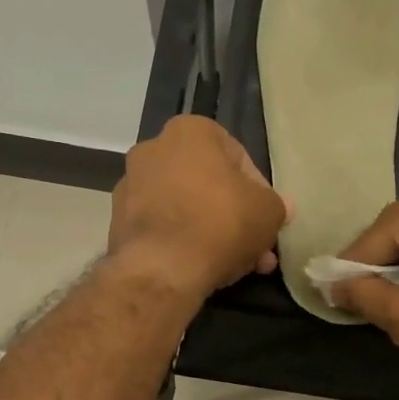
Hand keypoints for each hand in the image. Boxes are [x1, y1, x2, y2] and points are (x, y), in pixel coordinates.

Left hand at [107, 116, 289, 304]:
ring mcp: (131, 186)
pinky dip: (183, 243)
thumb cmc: (221, 223)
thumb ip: (276, 205)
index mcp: (190, 131)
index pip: (238, 158)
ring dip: (212, 232)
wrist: (162, 268)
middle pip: (209, 184)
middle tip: (256, 246)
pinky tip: (204, 268)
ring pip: (186, 208)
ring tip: (237, 265)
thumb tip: (280, 207)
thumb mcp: (267, 212)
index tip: (266, 219)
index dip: (259, 192)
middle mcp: (153, 149)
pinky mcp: (118, 221)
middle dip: (235, 216)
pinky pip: (163, 227)